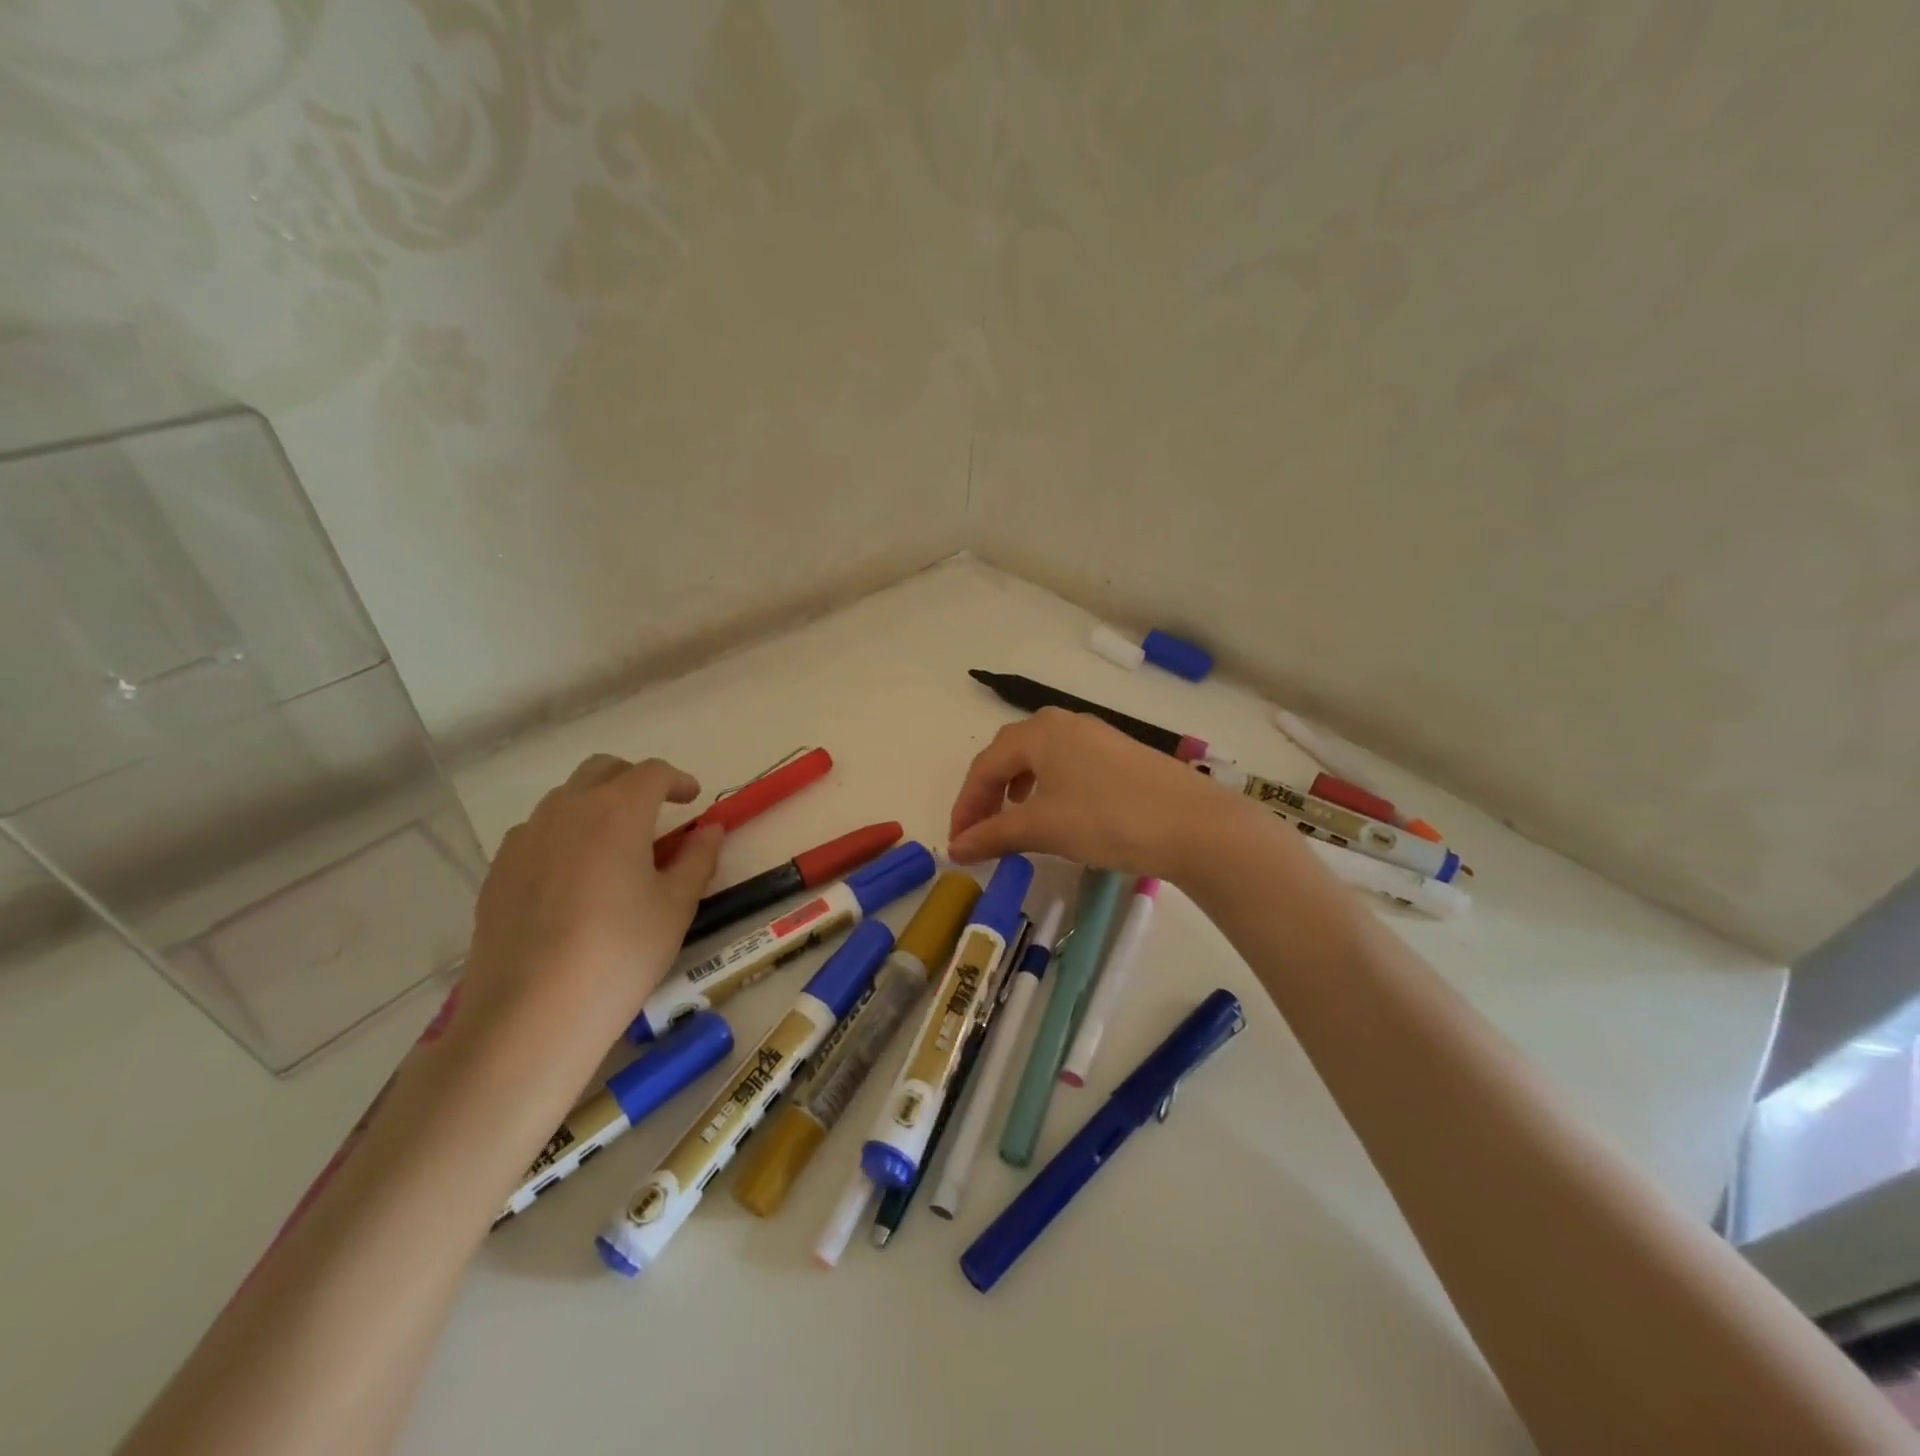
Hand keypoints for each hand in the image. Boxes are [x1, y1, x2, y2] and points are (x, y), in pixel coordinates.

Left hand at [457, 754, 722, 1052]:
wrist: (531, 1013)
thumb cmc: (621, 953)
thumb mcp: (676, 906)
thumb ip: (698, 859)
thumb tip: (710, 830)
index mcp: (617, 811)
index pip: (651, 773)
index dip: (677, 780)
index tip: (692, 799)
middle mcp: (567, 810)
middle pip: (603, 771)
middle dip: (634, 780)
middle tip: (656, 811)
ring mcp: (525, 838)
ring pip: (566, 799)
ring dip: (597, 805)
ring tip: (615, 846)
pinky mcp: (498, 870)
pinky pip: (536, 833)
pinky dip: (564, 836)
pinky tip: (574, 878)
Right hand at [948, 708, 1244, 881]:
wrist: (1195, 825)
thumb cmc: (1107, 819)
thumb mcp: (1043, 828)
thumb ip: (993, 835)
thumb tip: (955, 849)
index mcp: (1040, 732)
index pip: (985, 766)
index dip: (965, 805)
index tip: (958, 843)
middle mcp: (1065, 724)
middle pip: (1010, 754)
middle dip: (988, 793)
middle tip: (980, 830)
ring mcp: (1097, 736)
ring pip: (1041, 758)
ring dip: (1018, 789)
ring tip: (1015, 821)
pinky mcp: (1121, 755)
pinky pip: (1069, 765)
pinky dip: (1049, 788)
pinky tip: (1059, 813)